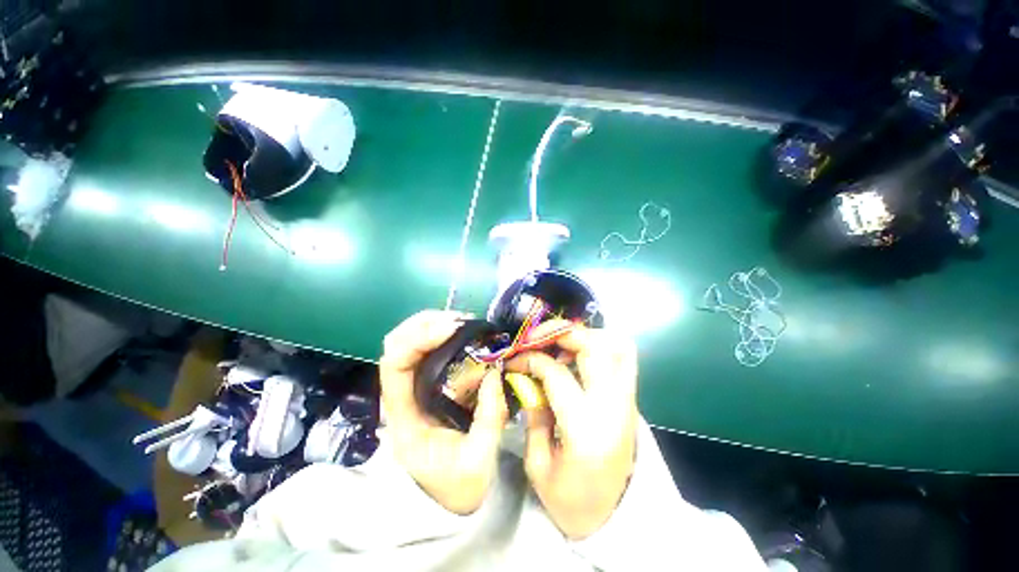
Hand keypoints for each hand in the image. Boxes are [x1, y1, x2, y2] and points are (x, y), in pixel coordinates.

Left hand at [379, 310, 508, 514]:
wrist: (448, 497)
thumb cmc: (458, 485)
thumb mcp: (478, 462)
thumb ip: (489, 418)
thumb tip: (495, 374)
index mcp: (404, 417)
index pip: (394, 366)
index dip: (418, 340)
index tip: (452, 329)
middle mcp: (402, 396)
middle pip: (396, 344)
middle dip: (425, 324)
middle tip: (460, 321)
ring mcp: (413, 387)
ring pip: (408, 341)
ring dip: (432, 324)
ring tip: (463, 322)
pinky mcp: (426, 383)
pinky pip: (426, 349)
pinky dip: (440, 333)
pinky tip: (462, 332)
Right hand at [507, 322, 638, 538]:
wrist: (612, 518)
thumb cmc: (570, 500)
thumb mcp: (538, 464)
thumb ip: (533, 414)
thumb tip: (527, 377)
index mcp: (585, 428)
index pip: (557, 373)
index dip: (530, 360)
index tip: (514, 361)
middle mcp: (613, 406)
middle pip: (594, 346)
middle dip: (561, 333)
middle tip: (538, 338)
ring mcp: (627, 400)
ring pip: (616, 345)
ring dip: (585, 335)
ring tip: (560, 344)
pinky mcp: (630, 398)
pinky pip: (623, 356)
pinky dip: (601, 344)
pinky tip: (578, 355)